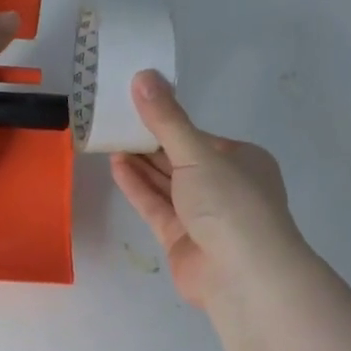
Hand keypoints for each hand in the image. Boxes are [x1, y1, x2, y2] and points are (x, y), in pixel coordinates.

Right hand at [110, 71, 306, 309]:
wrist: (242, 274)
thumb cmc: (230, 203)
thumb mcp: (197, 154)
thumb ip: (166, 119)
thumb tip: (143, 75)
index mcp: (241, 161)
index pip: (198, 137)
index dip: (167, 122)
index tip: (135, 106)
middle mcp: (224, 186)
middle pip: (180, 160)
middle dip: (150, 143)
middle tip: (114, 121)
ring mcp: (202, 215)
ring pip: (166, 184)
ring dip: (140, 164)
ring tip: (109, 140)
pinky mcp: (181, 239)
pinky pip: (156, 207)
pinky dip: (137, 187)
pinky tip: (116, 166)